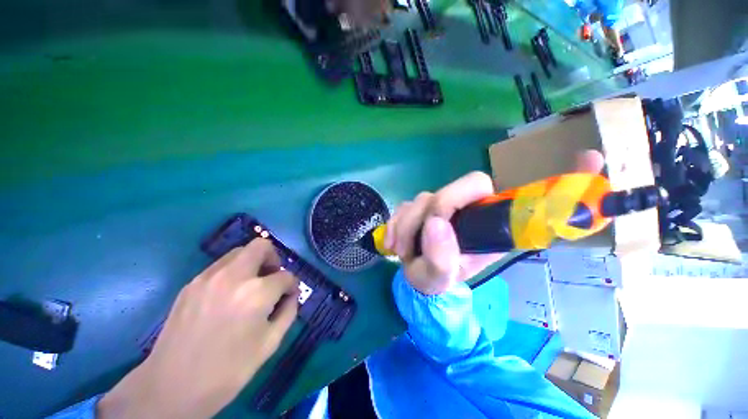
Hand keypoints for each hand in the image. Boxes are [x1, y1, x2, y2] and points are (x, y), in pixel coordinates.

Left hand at [98, 239, 298, 418]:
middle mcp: (233, 276)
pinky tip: (228, 296)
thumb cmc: (229, 370)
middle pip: (262, 246)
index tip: (289, 295)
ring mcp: (208, 277)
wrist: (173, 387)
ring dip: (252, 263)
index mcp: (256, 293)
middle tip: (271, 278)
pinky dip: (233, 272)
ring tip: (250, 287)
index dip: (292, 285)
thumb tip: (291, 295)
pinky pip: (220, 266)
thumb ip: (288, 311)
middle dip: (273, 259)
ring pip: (239, 252)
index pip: (285, 276)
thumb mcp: (270, 343)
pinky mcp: (191, 284)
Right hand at [385, 150, 604, 294]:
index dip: (555, 180)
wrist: (420, 281)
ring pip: (423, 198)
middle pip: (453, 190)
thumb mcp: (440, 279)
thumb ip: (442, 259)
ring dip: (406, 224)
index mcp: (487, 227)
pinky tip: (392, 243)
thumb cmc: (438, 282)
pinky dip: (396, 223)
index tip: (592, 160)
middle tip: (416, 243)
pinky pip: (406, 205)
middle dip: (432, 212)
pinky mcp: (423, 207)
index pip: (514, 195)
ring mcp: (444, 206)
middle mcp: (469, 210)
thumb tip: (437, 223)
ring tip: (400, 251)